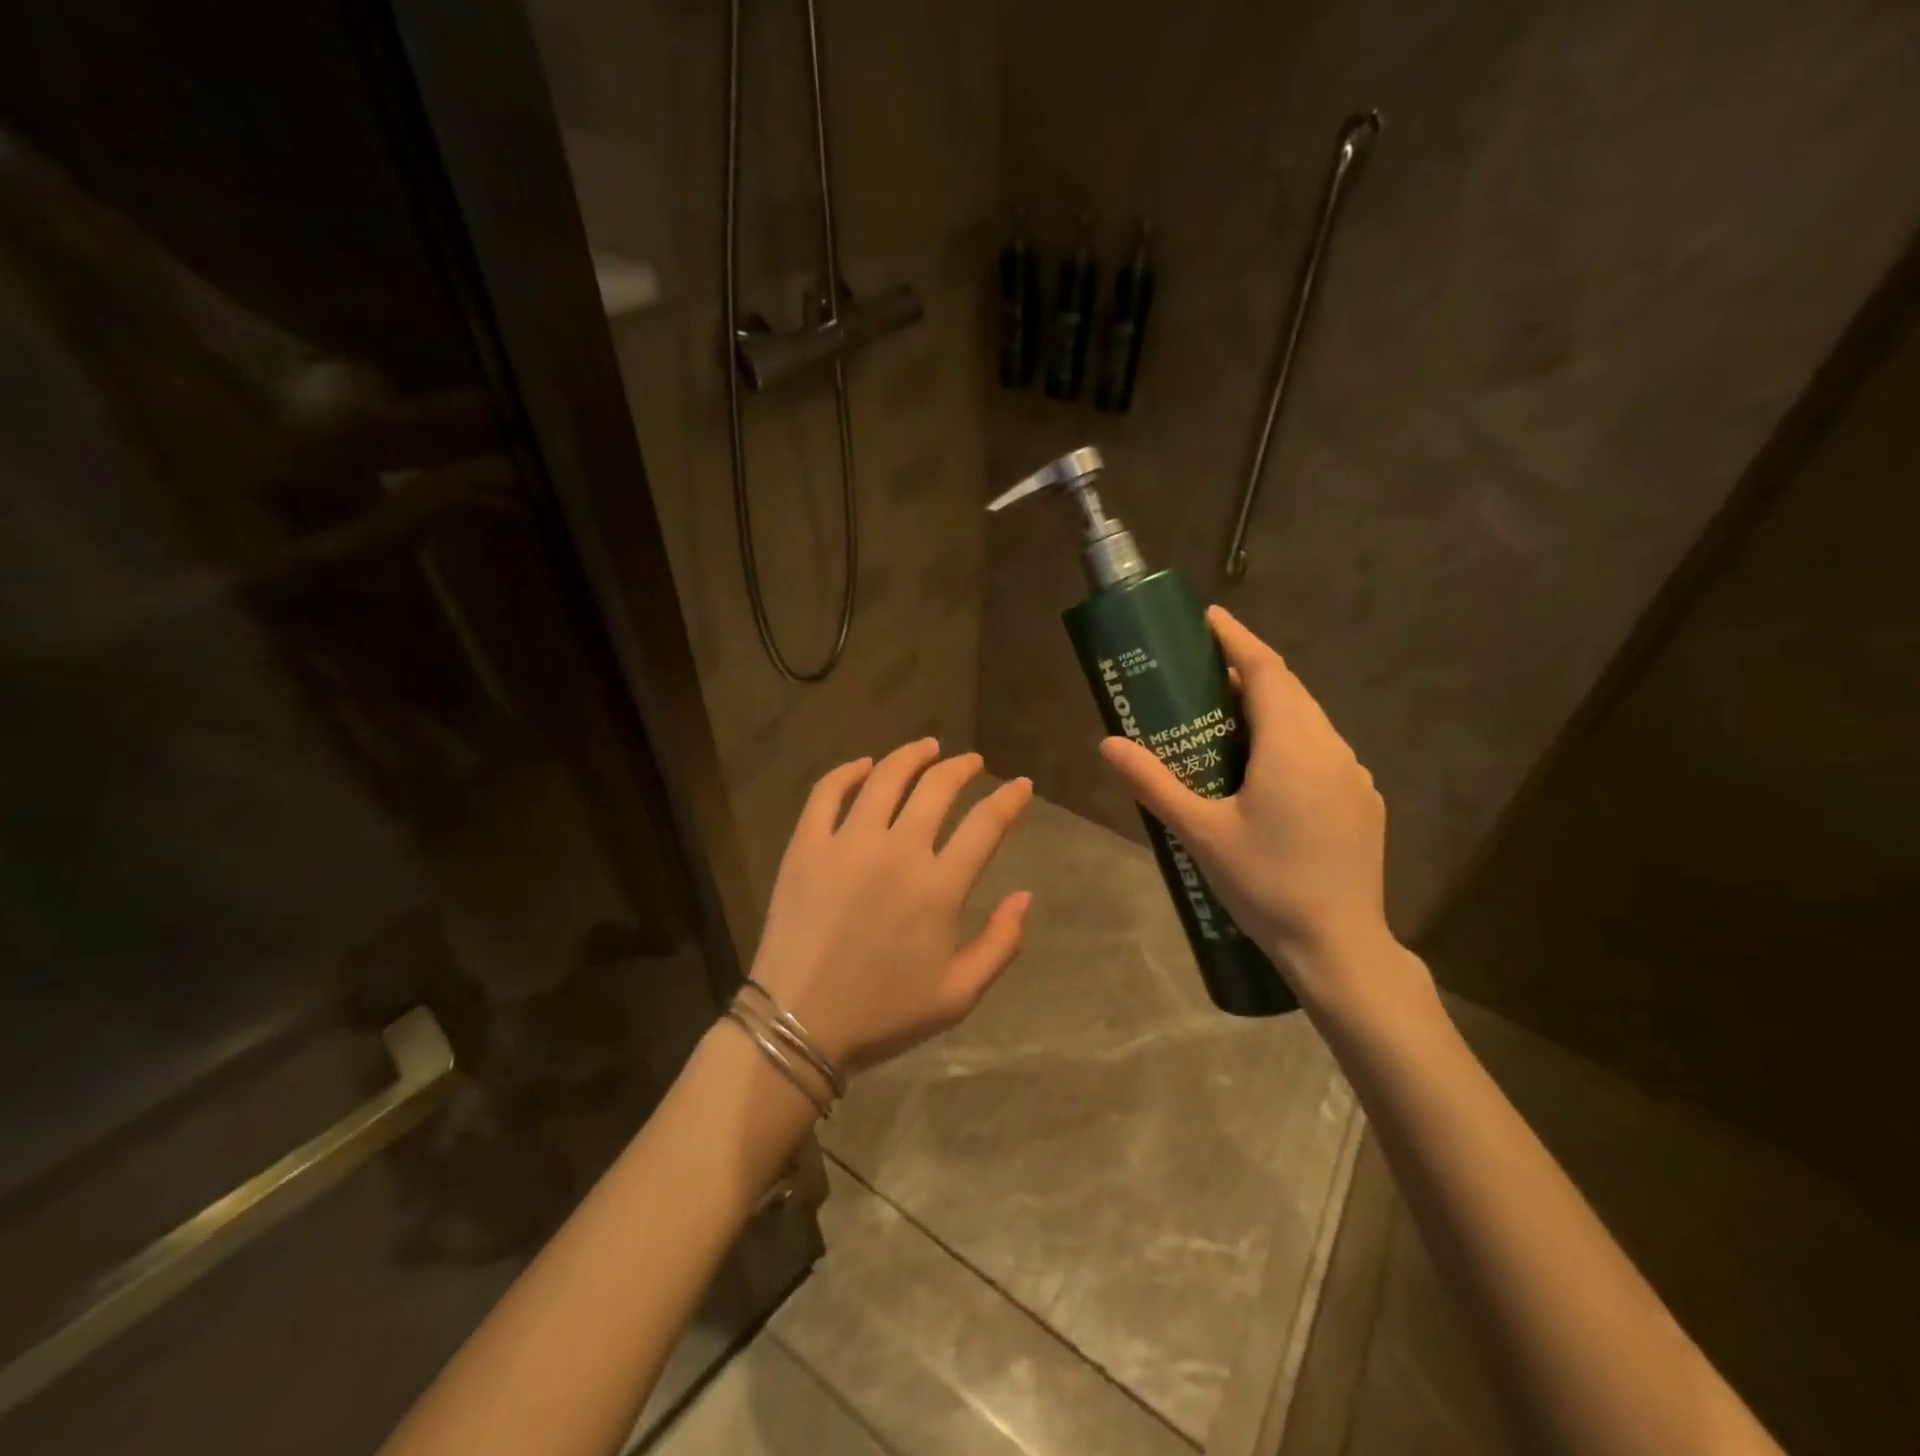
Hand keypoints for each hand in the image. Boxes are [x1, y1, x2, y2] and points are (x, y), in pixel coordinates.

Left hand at [749, 740, 1034, 1073]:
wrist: (799, 1025)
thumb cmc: (883, 1015)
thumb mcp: (958, 995)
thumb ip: (1001, 944)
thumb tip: (1025, 896)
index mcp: (939, 888)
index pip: (986, 824)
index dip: (1010, 799)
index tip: (1020, 785)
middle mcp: (898, 852)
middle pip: (938, 788)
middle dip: (963, 768)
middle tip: (971, 762)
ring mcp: (847, 843)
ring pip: (886, 778)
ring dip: (912, 756)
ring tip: (927, 748)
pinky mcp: (806, 845)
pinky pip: (827, 793)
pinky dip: (848, 772)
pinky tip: (863, 766)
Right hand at [1098, 607, 1421, 1011]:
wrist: (1338, 945)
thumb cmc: (1265, 884)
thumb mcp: (1200, 832)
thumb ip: (1153, 783)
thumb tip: (1107, 744)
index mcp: (1291, 747)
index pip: (1267, 671)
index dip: (1238, 638)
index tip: (1210, 617)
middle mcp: (1330, 749)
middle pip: (1290, 690)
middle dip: (1250, 670)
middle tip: (1206, 670)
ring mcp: (1353, 775)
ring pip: (1310, 719)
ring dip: (1272, 705)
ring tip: (1230, 715)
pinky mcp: (1362, 800)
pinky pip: (1323, 749)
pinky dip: (1292, 736)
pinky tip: (1267, 767)